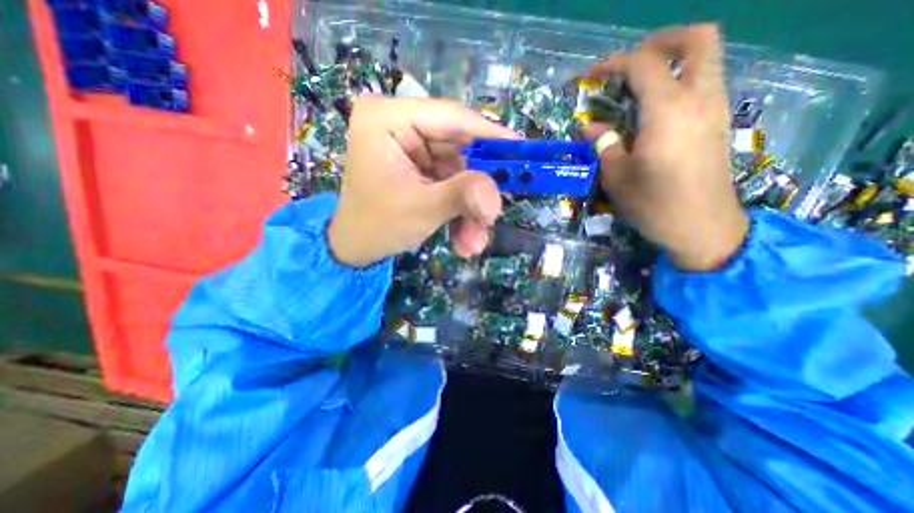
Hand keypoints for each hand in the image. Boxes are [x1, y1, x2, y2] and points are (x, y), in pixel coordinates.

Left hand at [326, 94, 519, 265]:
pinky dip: (461, 211)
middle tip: (495, 213)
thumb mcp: (421, 209)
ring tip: (472, 242)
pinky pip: (451, 182)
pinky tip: (462, 240)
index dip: (490, 135)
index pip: (451, 116)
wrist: (356, 248)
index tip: (521, 151)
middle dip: (478, 188)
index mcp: (387, 118)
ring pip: (460, 171)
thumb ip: (461, 197)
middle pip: (459, 148)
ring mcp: (412, 147)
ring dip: (470, 208)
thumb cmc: (376, 225)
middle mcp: (400, 125)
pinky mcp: (420, 167)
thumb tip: (497, 198)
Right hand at [586, 24, 748, 270]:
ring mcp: (716, 108)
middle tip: (631, 62)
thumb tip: (591, 128)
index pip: (644, 65)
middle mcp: (699, 98)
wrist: (701, 226)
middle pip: (697, 40)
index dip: (615, 63)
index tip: (593, 75)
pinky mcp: (719, 123)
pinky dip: (680, 82)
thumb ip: (604, 145)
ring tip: (638, 86)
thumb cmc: (653, 203)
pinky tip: (655, 109)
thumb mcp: (617, 176)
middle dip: (662, 41)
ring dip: (672, 62)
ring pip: (706, 60)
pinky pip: (705, 83)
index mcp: (668, 110)